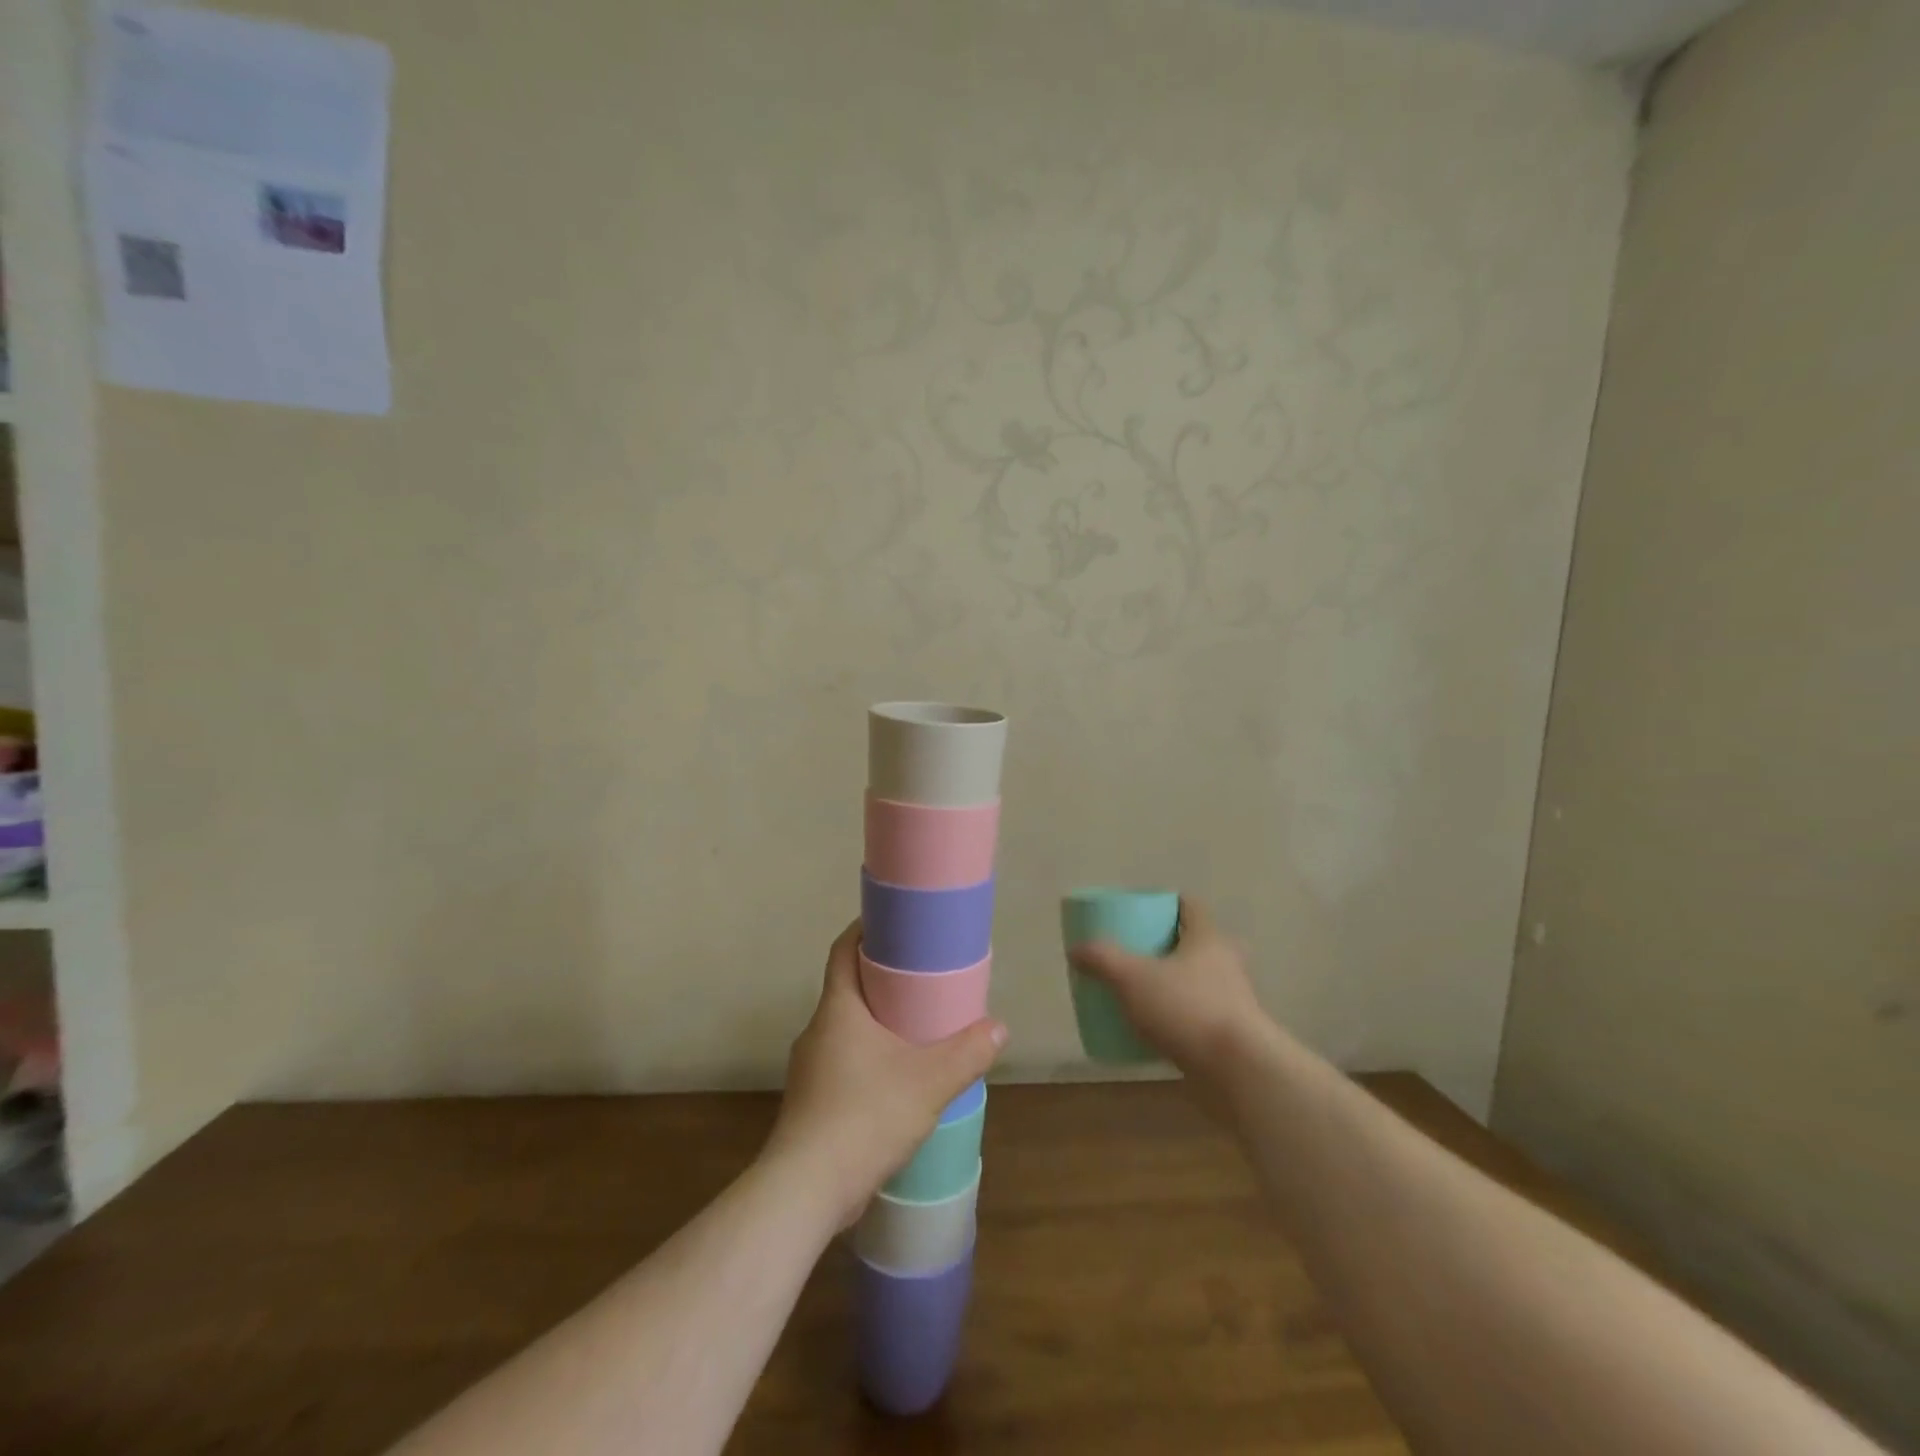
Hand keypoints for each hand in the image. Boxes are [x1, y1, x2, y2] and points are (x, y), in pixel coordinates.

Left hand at [764, 919, 1005, 1229]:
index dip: (865, 929)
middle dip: (882, 978)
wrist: (805, 1190)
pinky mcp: (812, 1103)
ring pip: (847, 1028)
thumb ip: (967, 1052)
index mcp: (838, 1009)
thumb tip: (998, 1028)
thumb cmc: (864, 1116)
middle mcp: (817, 1031)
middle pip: (848, 987)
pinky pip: (844, 1062)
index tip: (895, 923)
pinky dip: (870, 1057)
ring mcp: (810, 1069)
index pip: (843, 950)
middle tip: (922, 977)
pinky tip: (897, 1079)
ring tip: (917, 1028)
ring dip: (877, 1022)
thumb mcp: (929, 1081)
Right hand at [1070, 899, 1269, 1082]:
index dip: (1166, 904)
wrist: (1238, 1071)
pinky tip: (1155, 1030)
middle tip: (1137, 953)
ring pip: (1199, 981)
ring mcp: (1233, 1001)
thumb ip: (1102, 959)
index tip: (1141, 912)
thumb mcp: (1132, 978)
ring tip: (1142, 993)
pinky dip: (1180, 1018)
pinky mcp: (1231, 1035)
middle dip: (1168, 946)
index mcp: (1207, 938)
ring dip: (1175, 984)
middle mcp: (1225, 963)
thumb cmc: (1187, 1008)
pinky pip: (1199, 1016)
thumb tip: (1076, 949)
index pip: (1190, 906)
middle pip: (1195, 943)